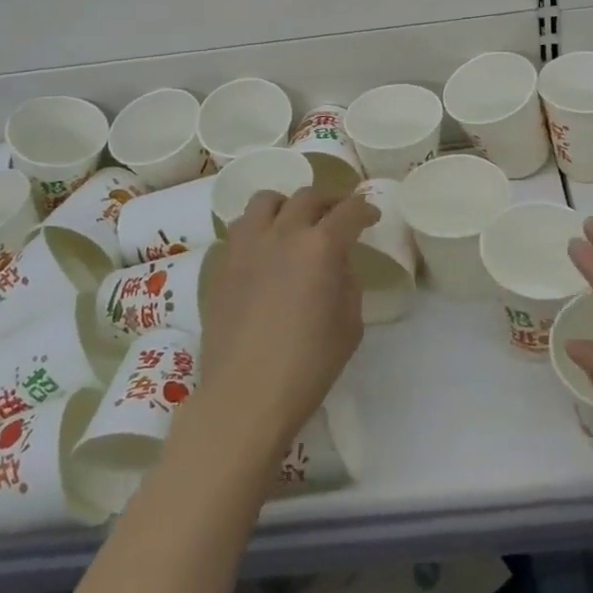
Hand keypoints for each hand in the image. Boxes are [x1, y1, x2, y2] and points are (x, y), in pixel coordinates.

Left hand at [194, 187, 378, 458]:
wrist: (244, 396)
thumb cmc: (308, 366)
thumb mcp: (349, 326)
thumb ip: (347, 283)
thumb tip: (337, 265)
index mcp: (320, 247)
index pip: (349, 211)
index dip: (365, 209)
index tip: (371, 215)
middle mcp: (282, 234)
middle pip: (308, 196)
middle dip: (329, 200)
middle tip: (338, 213)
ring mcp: (246, 246)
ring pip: (266, 201)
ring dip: (287, 205)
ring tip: (294, 222)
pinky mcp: (221, 264)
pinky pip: (241, 228)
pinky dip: (259, 228)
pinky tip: (265, 249)